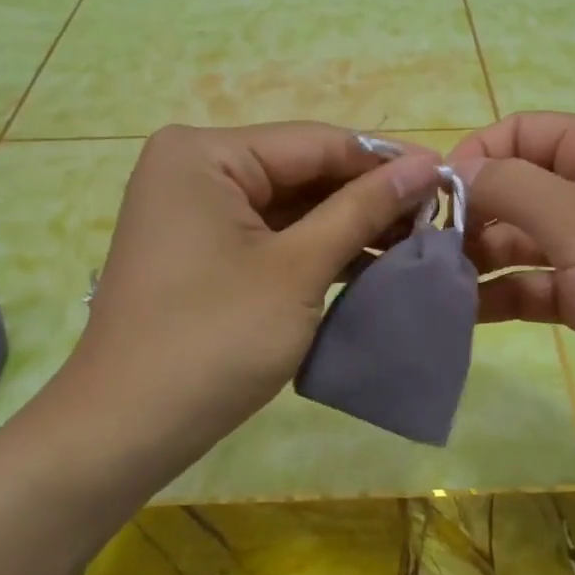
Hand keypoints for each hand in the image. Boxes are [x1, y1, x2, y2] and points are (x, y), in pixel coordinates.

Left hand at [54, 123, 441, 482]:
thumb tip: (425, 165)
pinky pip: (271, 236)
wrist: (125, 431)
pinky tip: (370, 260)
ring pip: (289, 206)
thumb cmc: (213, 340)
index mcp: (204, 153)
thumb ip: (361, 210)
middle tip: (440, 215)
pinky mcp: (202, 252)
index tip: (449, 175)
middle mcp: (194, 169)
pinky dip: (316, 249)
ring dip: (348, 225)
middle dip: (367, 196)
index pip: (314, 142)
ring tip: (418, 239)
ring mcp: (194, 213)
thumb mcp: (298, 269)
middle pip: (301, 171)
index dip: (385, 160)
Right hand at [449, 113, 574, 455]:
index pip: (517, 133)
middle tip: (415, 252)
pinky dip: (497, 296)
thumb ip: (510, 189)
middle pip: (512, 188)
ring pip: (517, 241)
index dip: (471, 158)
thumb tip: (451, 170)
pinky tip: (455, 315)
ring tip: (425, 285)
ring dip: (475, 259)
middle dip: (466, 215)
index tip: (427, 201)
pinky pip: (531, 286)